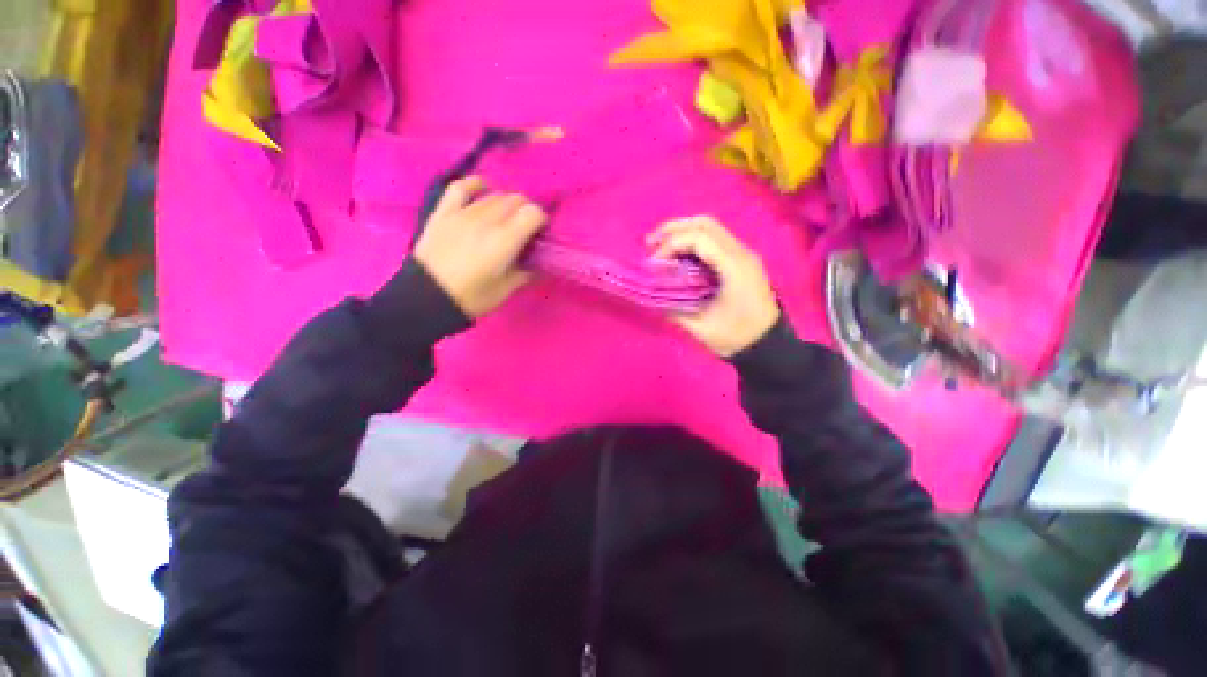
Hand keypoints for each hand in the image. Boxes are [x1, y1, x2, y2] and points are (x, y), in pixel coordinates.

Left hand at [413, 176, 547, 316]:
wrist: (426, 298)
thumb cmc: (471, 297)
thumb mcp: (505, 289)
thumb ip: (526, 273)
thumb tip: (541, 265)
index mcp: (504, 241)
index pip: (532, 213)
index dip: (541, 219)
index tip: (540, 232)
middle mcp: (486, 221)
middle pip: (515, 200)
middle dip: (526, 211)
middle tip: (525, 228)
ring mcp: (463, 214)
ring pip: (494, 195)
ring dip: (506, 203)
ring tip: (506, 218)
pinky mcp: (444, 212)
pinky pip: (460, 187)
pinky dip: (475, 185)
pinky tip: (482, 189)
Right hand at [648, 217, 779, 356]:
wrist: (767, 345)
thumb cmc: (734, 337)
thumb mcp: (700, 326)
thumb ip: (673, 307)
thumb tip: (652, 291)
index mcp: (733, 267)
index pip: (698, 238)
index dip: (670, 245)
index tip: (653, 264)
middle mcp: (741, 253)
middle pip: (705, 223)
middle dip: (673, 229)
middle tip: (651, 244)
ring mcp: (743, 254)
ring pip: (710, 228)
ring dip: (682, 233)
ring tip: (660, 247)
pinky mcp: (741, 260)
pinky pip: (714, 240)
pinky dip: (692, 242)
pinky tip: (678, 256)